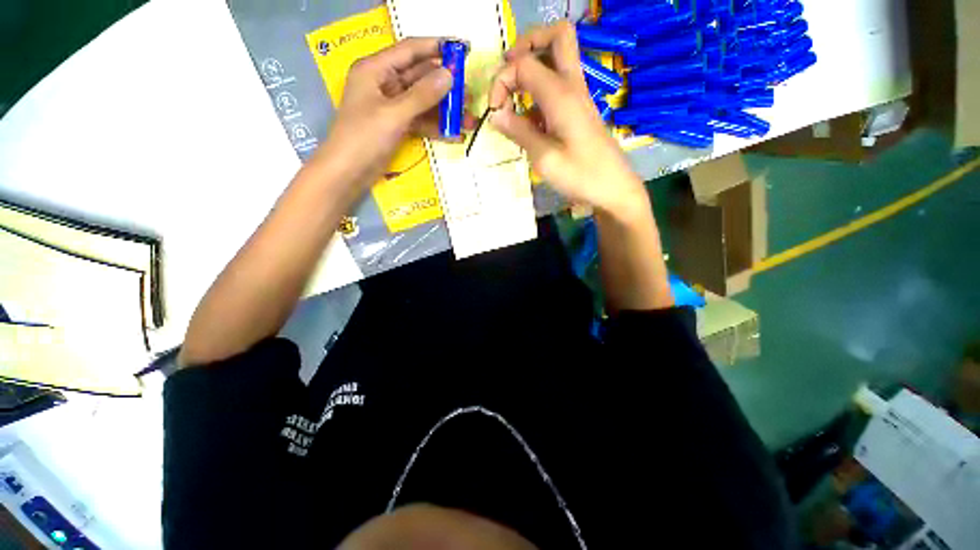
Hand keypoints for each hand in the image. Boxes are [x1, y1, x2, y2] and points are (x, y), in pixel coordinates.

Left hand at [313, 38, 456, 195]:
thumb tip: (449, 76)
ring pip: (424, 102)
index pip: (410, 50)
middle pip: (420, 77)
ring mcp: (392, 106)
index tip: (462, 50)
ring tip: (469, 119)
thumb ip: (422, 95)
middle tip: (470, 94)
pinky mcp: (397, 126)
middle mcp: (384, 83)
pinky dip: (437, 127)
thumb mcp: (394, 114)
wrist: (348, 172)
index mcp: (375, 69)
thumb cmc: (364, 138)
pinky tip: (455, 135)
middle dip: (446, 86)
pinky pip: (421, 121)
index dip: (436, 47)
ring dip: (445, 111)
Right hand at [488, 22, 645, 216]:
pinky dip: (538, 91)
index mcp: (561, 95)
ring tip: (513, 100)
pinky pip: (557, 85)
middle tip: (507, 73)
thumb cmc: (580, 176)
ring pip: (556, 58)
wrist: (612, 188)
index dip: (501, 81)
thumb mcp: (544, 158)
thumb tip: (495, 114)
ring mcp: (577, 96)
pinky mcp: (578, 110)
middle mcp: (571, 85)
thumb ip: (519, 132)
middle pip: (556, 36)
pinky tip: (528, 120)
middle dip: (526, 45)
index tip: (494, 111)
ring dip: (531, 68)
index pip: (523, 64)